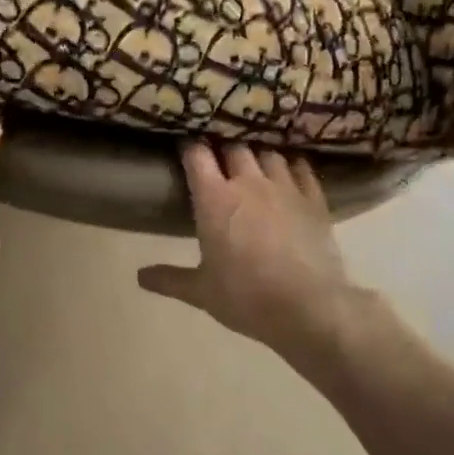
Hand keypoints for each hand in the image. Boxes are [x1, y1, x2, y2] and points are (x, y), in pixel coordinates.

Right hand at [138, 143, 356, 358]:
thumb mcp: (201, 292)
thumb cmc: (245, 296)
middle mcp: (248, 182)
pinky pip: (302, 169)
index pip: (197, 155)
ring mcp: (284, 187)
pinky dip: (293, 166)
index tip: (186, 148)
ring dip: (259, 154)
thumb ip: (169, 279)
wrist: (307, 307)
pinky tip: (291, 170)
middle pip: (234, 147)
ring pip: (269, 153)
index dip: (190, 148)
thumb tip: (140, 276)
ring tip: (255, 162)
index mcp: (214, 199)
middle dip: (224, 148)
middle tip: (219, 158)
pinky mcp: (314, 199)